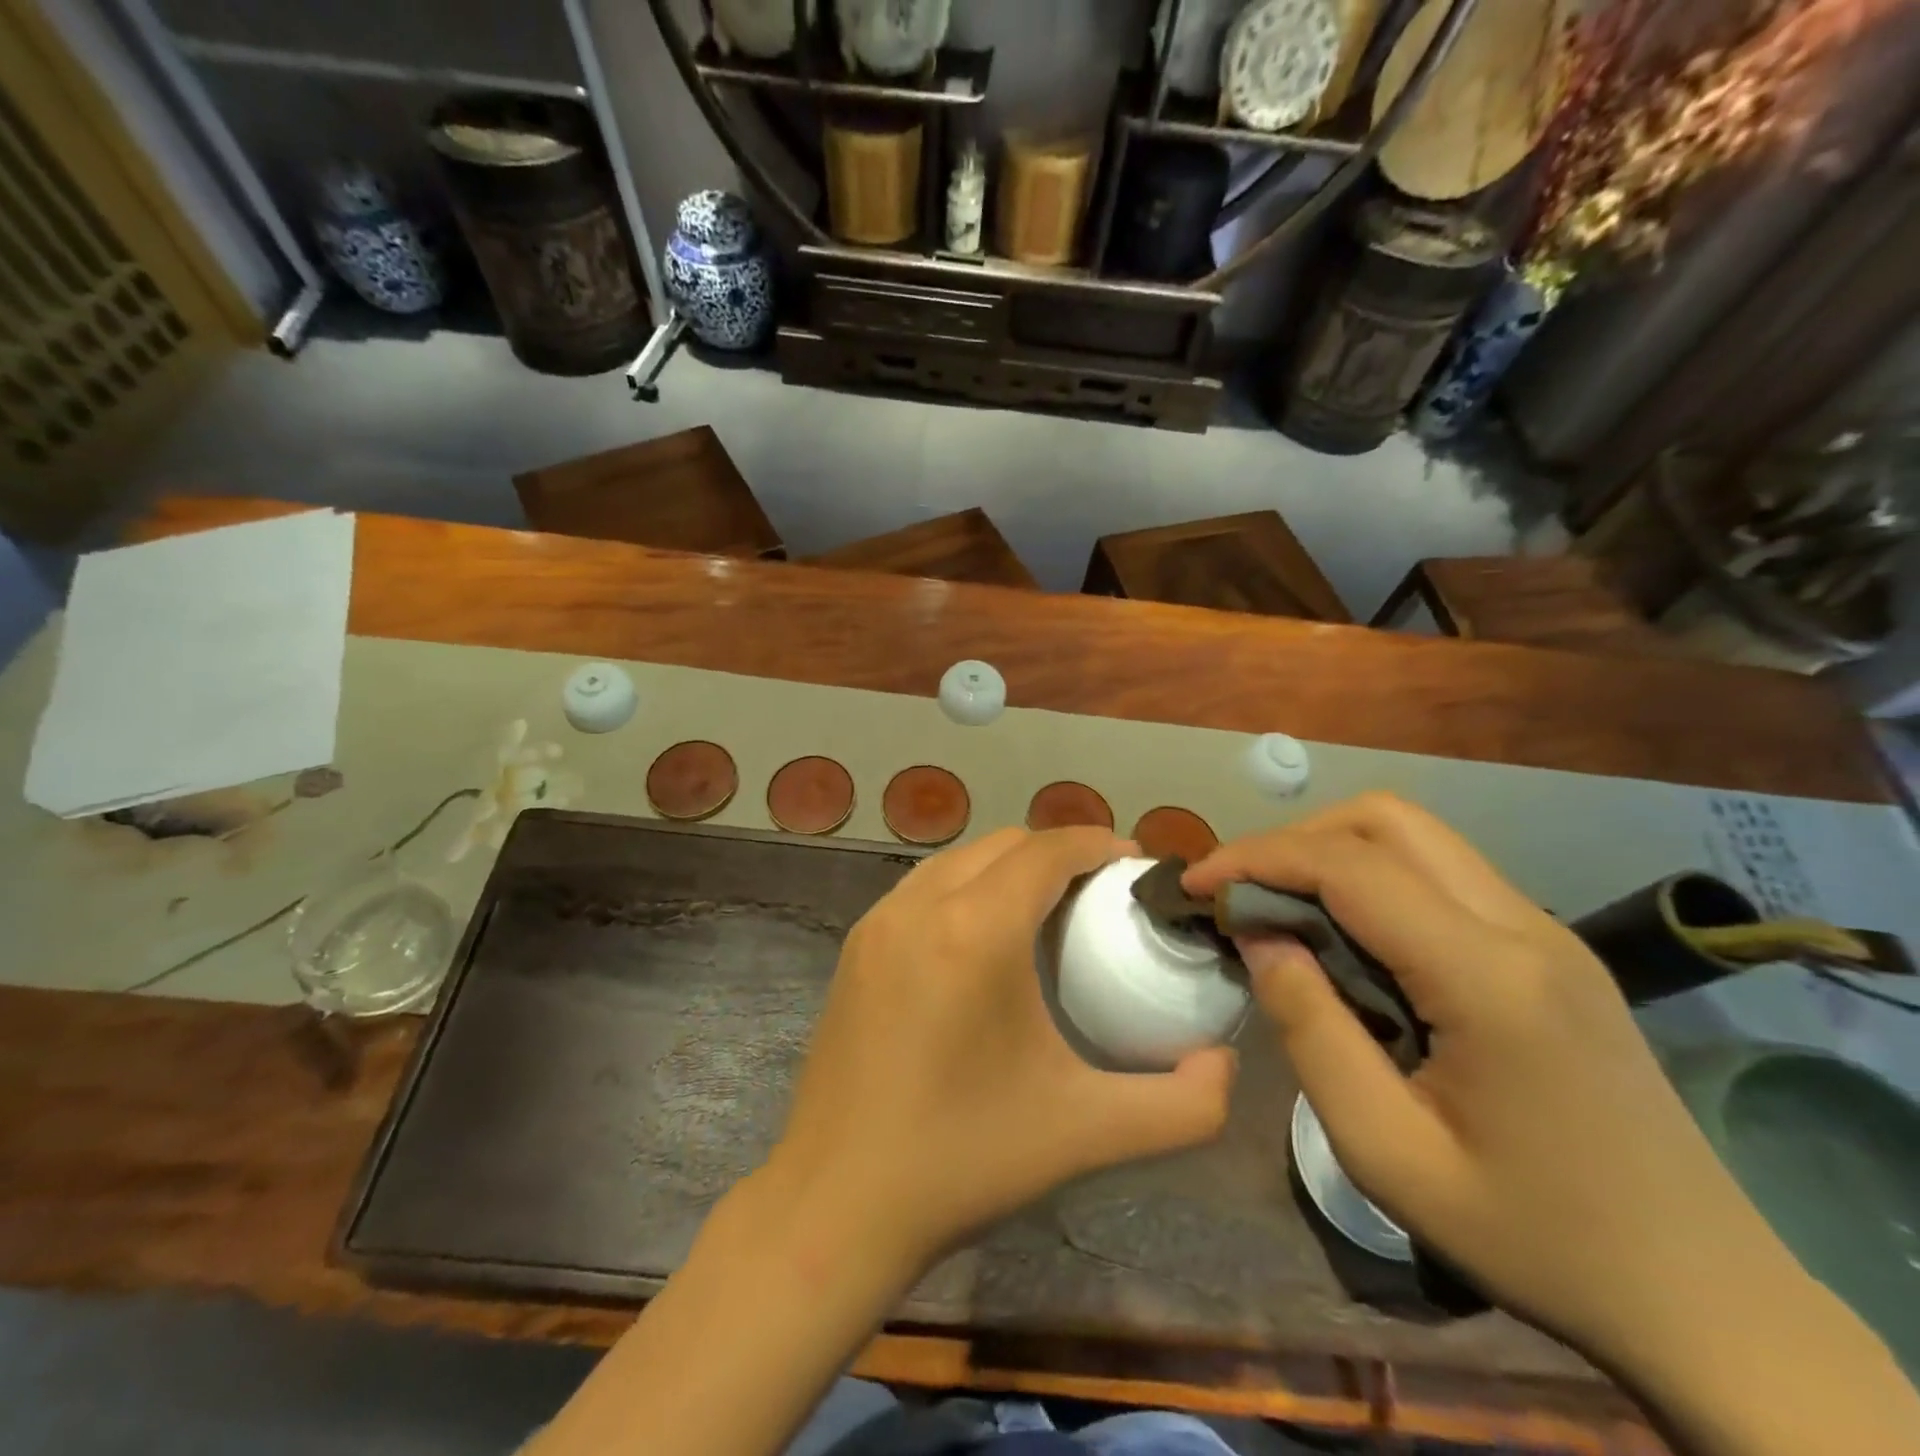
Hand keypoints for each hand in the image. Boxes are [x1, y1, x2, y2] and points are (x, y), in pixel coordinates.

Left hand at [771, 827, 1236, 1276]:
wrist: (837, 1202)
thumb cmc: (965, 1160)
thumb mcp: (1089, 1132)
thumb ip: (1183, 1104)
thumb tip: (1224, 1062)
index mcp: (977, 930)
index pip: (1047, 849)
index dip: (1096, 842)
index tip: (1134, 863)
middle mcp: (921, 905)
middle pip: (1003, 843)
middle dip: (1057, 851)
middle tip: (1100, 892)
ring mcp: (878, 921)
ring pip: (958, 859)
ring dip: (1008, 864)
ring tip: (1046, 908)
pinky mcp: (856, 945)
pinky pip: (923, 887)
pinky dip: (965, 886)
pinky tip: (983, 937)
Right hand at [1183, 795, 1785, 1360]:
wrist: (1705, 1300)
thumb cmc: (1533, 1236)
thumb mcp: (1387, 1152)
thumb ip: (1310, 1030)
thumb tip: (1260, 938)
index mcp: (1488, 978)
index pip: (1348, 865)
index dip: (1257, 858)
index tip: (1197, 885)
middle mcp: (1524, 928)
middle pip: (1387, 820)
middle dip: (1295, 839)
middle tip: (1241, 892)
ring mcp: (1547, 932)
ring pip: (1417, 836)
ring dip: (1333, 851)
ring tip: (1281, 907)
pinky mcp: (1551, 950)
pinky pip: (1442, 874)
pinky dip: (1373, 877)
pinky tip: (1346, 935)